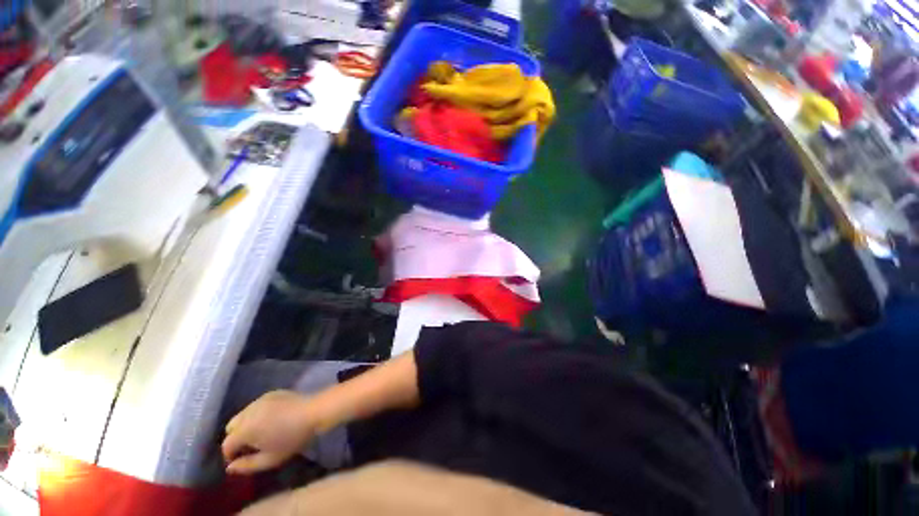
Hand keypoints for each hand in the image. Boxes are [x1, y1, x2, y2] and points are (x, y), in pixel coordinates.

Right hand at [222, 390, 322, 474]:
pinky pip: (256, 406)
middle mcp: (248, 412)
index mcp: (245, 429)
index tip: (241, 459)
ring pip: (242, 415)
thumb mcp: (270, 459)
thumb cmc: (292, 438)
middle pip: (231, 427)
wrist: (313, 412)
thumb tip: (229, 468)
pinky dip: (257, 414)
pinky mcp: (271, 393)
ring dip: (246, 424)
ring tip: (262, 432)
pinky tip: (272, 418)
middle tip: (251, 445)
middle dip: (236, 437)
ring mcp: (259, 400)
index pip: (226, 444)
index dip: (230, 454)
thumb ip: (247, 466)